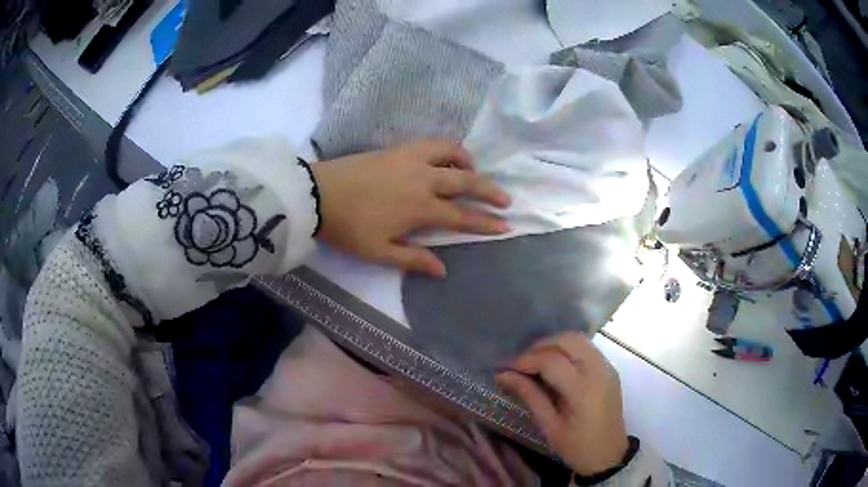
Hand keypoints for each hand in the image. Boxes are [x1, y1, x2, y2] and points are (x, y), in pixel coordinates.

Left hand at [312, 140, 510, 276]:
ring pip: (451, 153)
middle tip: (506, 199)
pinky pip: (431, 144)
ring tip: (475, 171)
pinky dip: (447, 149)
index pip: (461, 216)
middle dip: (490, 191)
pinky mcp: (398, 149)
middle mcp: (423, 179)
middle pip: (466, 181)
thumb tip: (443, 269)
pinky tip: (445, 158)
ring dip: (469, 162)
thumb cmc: (348, 227)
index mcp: (420, 208)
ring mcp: (410, 159)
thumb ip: (413, 259)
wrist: (317, 194)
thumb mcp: (379, 252)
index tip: (505, 226)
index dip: (485, 223)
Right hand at [496, 332, 628, 475]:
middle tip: (522, 363)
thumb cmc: (577, 447)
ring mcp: (607, 367)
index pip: (551, 360)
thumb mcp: (549, 426)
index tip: (506, 369)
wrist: (609, 455)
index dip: (526, 360)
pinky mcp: (610, 369)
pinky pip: (587, 348)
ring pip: (579, 339)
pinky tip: (555, 366)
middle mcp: (598, 371)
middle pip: (568, 340)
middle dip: (541, 345)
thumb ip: (529, 396)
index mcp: (583, 389)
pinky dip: (568, 350)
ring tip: (536, 362)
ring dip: (555, 344)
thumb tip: (503, 375)